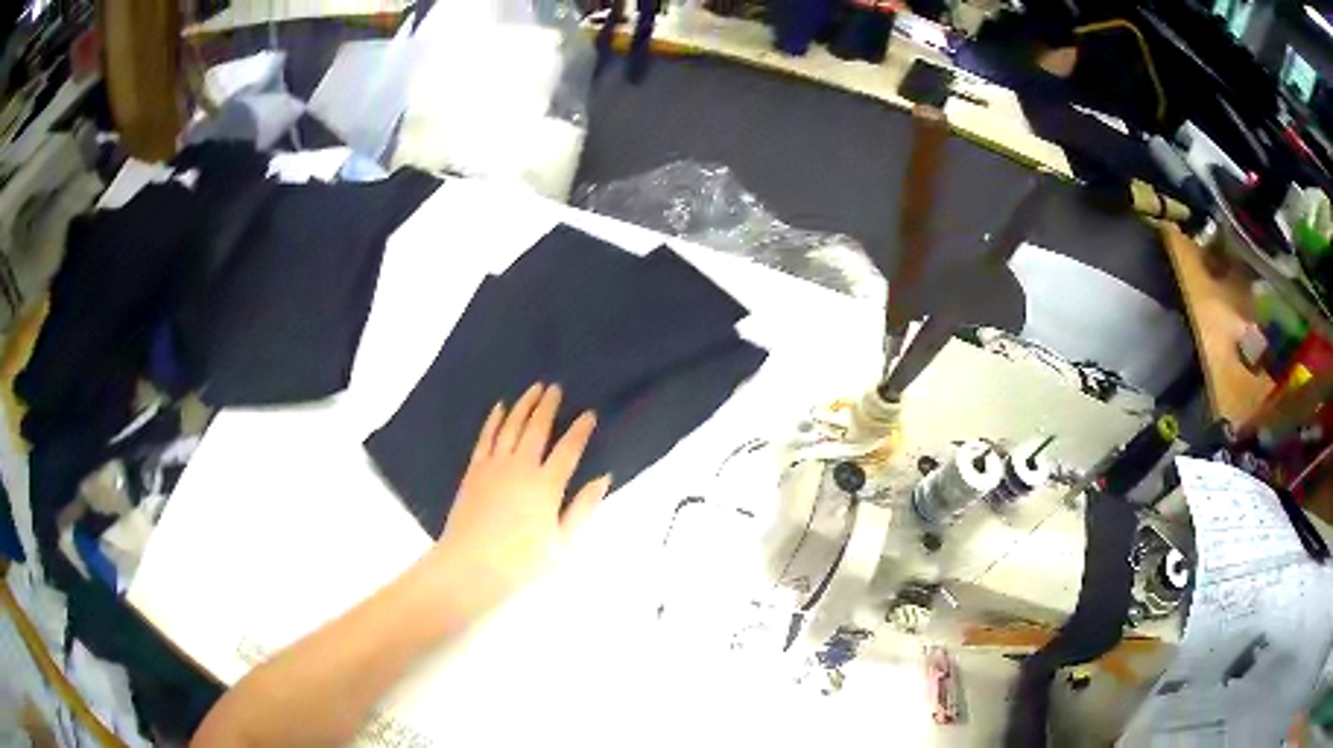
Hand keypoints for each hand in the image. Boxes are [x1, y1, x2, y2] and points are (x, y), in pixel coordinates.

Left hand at [430, 382, 610, 617]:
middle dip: (548, 406)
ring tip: (534, 388)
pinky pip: (486, 437)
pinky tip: (500, 408)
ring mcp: (494, 466)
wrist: (470, 568)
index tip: (589, 414)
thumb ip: (584, 509)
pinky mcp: (474, 471)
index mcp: (546, 486)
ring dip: (524, 405)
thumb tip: (603, 478)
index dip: (580, 430)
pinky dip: (494, 420)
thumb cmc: (522, 563)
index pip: (568, 449)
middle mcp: (520, 467)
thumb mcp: (564, 545)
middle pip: (537, 429)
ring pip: (511, 426)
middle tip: (556, 387)